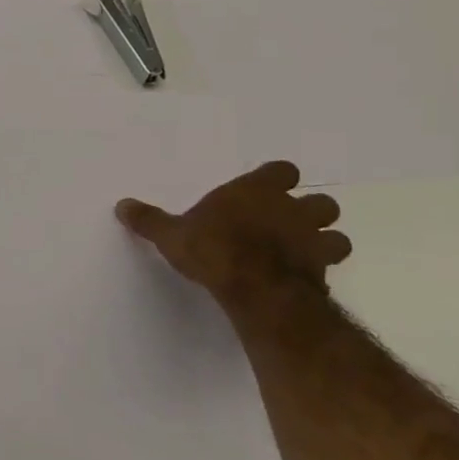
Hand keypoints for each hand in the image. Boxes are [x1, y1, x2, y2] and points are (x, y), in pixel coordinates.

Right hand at [116, 161, 350, 308]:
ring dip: (324, 241)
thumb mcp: (171, 234)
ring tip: (302, 252)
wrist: (256, 289)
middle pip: (320, 201)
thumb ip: (150, 220)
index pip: (283, 170)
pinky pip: (330, 268)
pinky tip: (300, 280)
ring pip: (336, 234)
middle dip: (308, 211)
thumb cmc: (213, 249)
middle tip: (285, 224)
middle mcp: (291, 209)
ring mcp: (313, 241)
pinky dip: (319, 271)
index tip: (264, 191)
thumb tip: (122, 205)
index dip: (276, 180)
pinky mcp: (323, 273)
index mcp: (256, 191)